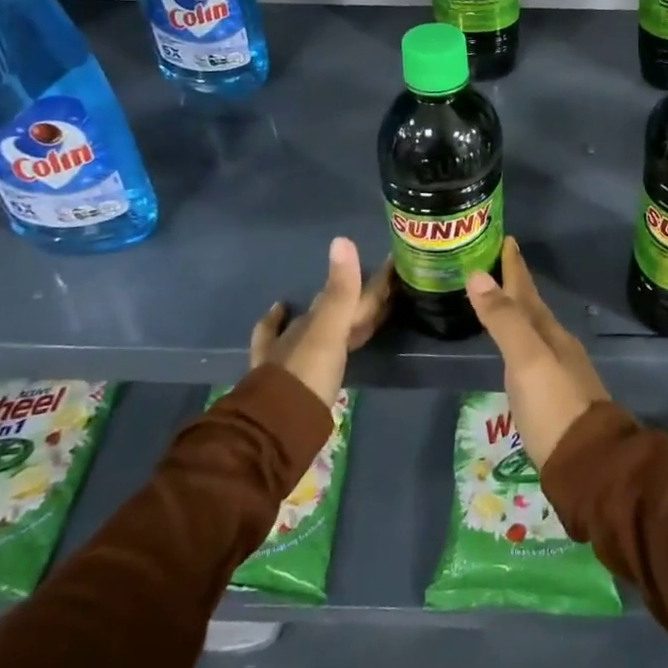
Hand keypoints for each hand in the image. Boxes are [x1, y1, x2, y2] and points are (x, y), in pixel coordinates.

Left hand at [250, 237, 392, 406]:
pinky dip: (277, 321)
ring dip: (333, 310)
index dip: (375, 281)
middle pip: (334, 307)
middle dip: (355, 293)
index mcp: (320, 321)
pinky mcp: (282, 374)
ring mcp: (290, 352)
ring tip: (347, 299)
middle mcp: (303, 331)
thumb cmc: (307, 378)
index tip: (394, 263)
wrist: (274, 428)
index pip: (352, 293)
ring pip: (316, 323)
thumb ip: (341, 292)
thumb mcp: (329, 334)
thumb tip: (342, 239)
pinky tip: (280, 310)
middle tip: (381, 284)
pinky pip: (275, 338)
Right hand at [467, 238, 608, 470]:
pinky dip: (519, 341)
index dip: (514, 266)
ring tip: (500, 301)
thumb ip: (503, 320)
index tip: (507, 239)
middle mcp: (556, 345)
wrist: (590, 463)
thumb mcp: (526, 360)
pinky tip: (515, 351)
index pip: (526, 290)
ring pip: (533, 330)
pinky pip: (532, 354)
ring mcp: (558, 371)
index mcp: (548, 332)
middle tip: (494, 265)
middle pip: (531, 307)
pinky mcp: (554, 396)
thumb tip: (477, 275)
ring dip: (516, 312)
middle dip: (513, 285)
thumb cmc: (554, 406)